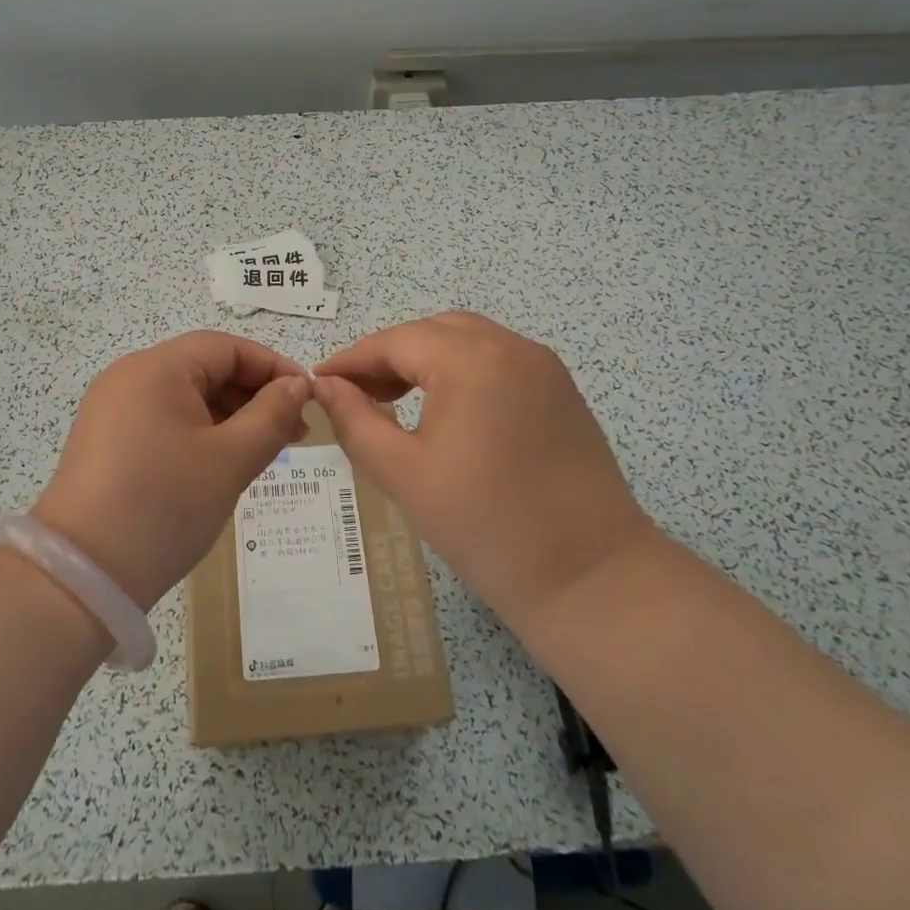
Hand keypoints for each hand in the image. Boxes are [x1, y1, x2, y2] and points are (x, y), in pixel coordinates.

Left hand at [32, 332, 310, 609]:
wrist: (81, 577)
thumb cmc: (164, 506)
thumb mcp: (230, 460)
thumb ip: (272, 416)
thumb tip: (297, 386)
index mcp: (156, 368)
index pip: (226, 347)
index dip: (272, 366)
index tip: (308, 399)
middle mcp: (130, 376)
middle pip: (205, 368)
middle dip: (253, 394)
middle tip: (294, 432)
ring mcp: (113, 409)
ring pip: (186, 396)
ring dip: (229, 416)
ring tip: (266, 450)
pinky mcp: (106, 440)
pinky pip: (164, 419)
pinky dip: (200, 432)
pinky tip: (224, 462)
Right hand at [315, 312, 653, 627]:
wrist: (590, 577)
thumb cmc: (485, 526)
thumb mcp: (402, 472)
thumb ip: (355, 420)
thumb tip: (325, 386)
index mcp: (471, 360)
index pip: (395, 341)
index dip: (352, 359)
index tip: (318, 381)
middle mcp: (511, 347)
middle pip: (432, 332)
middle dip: (389, 355)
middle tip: (357, 393)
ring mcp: (543, 366)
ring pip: (467, 340)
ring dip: (426, 359)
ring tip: (394, 399)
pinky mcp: (561, 390)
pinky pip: (498, 360)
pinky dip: (462, 370)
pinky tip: (445, 408)